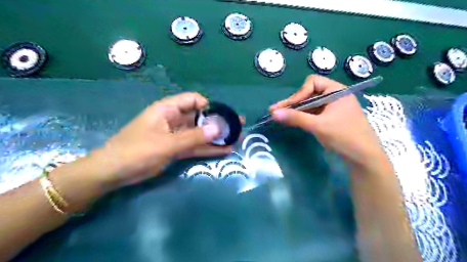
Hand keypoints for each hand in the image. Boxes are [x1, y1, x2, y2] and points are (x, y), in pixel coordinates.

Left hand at [93, 92, 233, 188]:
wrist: (114, 173)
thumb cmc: (136, 151)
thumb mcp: (166, 143)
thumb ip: (193, 136)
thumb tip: (218, 127)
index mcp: (168, 110)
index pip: (193, 100)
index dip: (210, 105)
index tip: (224, 115)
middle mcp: (174, 120)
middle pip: (200, 117)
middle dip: (219, 122)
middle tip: (238, 126)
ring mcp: (176, 135)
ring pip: (200, 133)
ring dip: (217, 137)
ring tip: (236, 139)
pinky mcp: (177, 149)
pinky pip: (196, 146)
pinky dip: (209, 148)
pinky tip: (224, 150)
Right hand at [271, 75, 386, 166]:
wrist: (364, 158)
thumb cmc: (344, 137)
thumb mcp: (318, 126)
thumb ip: (295, 118)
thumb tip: (273, 113)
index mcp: (336, 91)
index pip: (312, 83)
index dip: (298, 94)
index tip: (287, 107)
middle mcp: (335, 96)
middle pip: (309, 93)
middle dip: (293, 103)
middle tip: (275, 111)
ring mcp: (333, 107)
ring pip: (310, 104)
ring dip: (297, 110)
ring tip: (281, 117)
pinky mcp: (332, 118)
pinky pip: (314, 113)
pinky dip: (304, 116)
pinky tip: (294, 121)